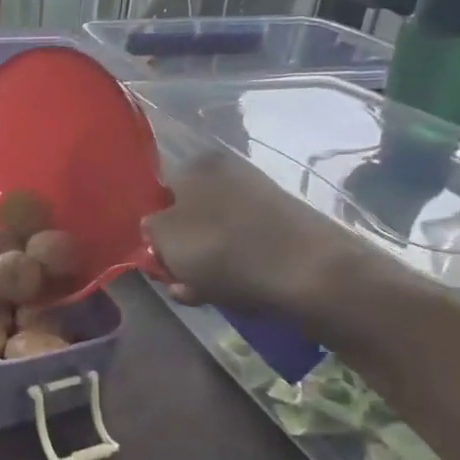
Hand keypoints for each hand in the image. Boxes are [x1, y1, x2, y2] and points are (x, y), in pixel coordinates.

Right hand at [142, 150, 388, 326]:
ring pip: (215, 237)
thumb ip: (149, 229)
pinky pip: (244, 249)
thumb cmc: (224, 249)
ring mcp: (261, 200)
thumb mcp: (164, 238)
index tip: (152, 256)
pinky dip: (234, 271)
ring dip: (203, 267)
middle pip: (189, 216)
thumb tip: (155, 227)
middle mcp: (230, 174)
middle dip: (179, 251)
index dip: (153, 226)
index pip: (161, 191)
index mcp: (198, 165)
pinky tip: (231, 294)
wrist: (310, 274)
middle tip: (177, 281)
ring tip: (202, 294)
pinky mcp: (285, 228)